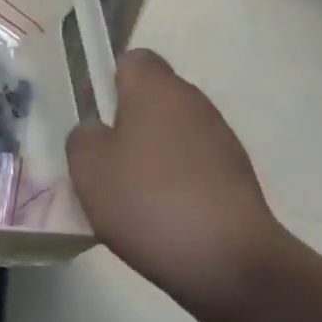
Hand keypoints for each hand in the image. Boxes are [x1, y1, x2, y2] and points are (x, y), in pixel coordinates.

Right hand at [66, 49, 288, 311]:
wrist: (229, 263)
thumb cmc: (147, 200)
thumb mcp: (87, 166)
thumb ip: (83, 136)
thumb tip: (97, 132)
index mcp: (156, 89)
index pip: (132, 59)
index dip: (107, 79)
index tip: (92, 113)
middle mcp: (193, 102)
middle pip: (153, 96)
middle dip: (127, 119)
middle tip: (102, 156)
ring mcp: (221, 139)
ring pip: (173, 131)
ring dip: (152, 151)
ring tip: (129, 191)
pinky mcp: (238, 176)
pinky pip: (193, 163)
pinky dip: (175, 178)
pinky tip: (160, 213)